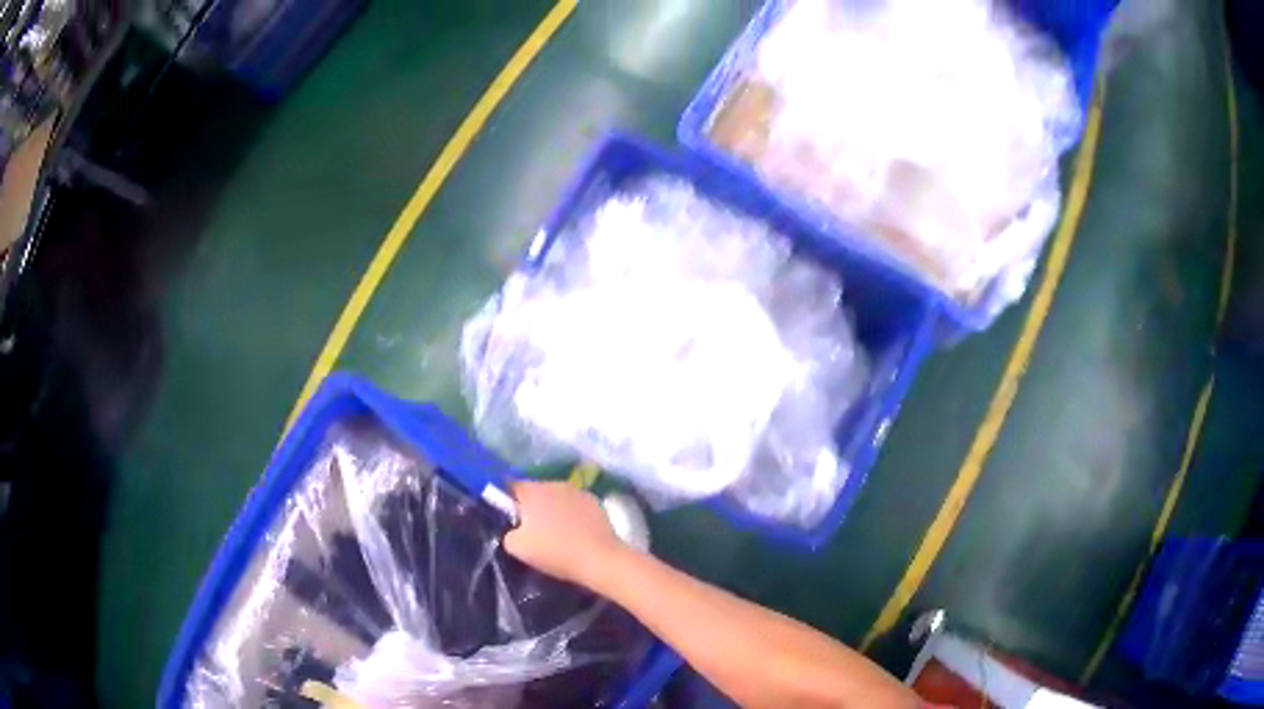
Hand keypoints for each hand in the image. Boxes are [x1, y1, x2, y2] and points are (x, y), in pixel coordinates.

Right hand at [503, 481, 626, 587]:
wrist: (599, 559)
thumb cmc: (555, 551)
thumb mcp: (517, 548)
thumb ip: (509, 533)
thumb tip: (515, 530)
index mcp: (533, 491)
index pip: (511, 486)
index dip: (507, 501)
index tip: (510, 518)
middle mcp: (555, 484)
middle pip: (536, 491)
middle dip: (531, 507)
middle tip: (531, 530)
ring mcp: (578, 491)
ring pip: (557, 497)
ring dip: (553, 510)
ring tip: (556, 533)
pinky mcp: (596, 502)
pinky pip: (575, 505)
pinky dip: (572, 515)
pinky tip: (575, 534)